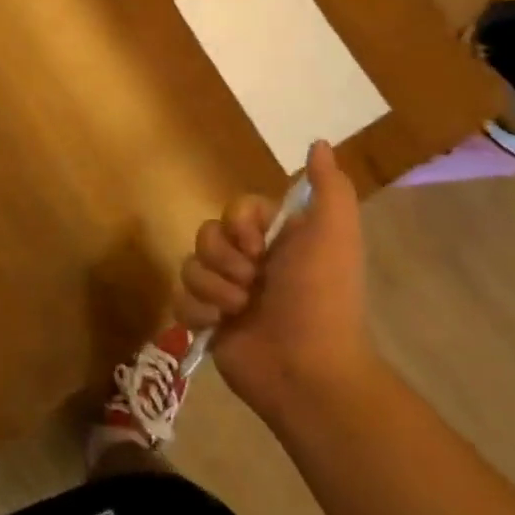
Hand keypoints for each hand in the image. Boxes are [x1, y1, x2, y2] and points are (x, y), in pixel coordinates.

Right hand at [177, 140, 378, 418]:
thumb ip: (330, 189)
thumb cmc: (322, 299)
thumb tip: (319, 143)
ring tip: (238, 311)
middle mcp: (250, 263)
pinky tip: (219, 327)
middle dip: (224, 258)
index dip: (238, 224)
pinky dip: (198, 312)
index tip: (257, 246)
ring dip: (212, 287)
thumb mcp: (335, 237)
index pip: (234, 209)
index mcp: (276, 241)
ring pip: (190, 265)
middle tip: (252, 283)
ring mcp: (226, 293)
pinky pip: (180, 299)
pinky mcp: (206, 323)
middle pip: (207, 234)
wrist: (308, 371)